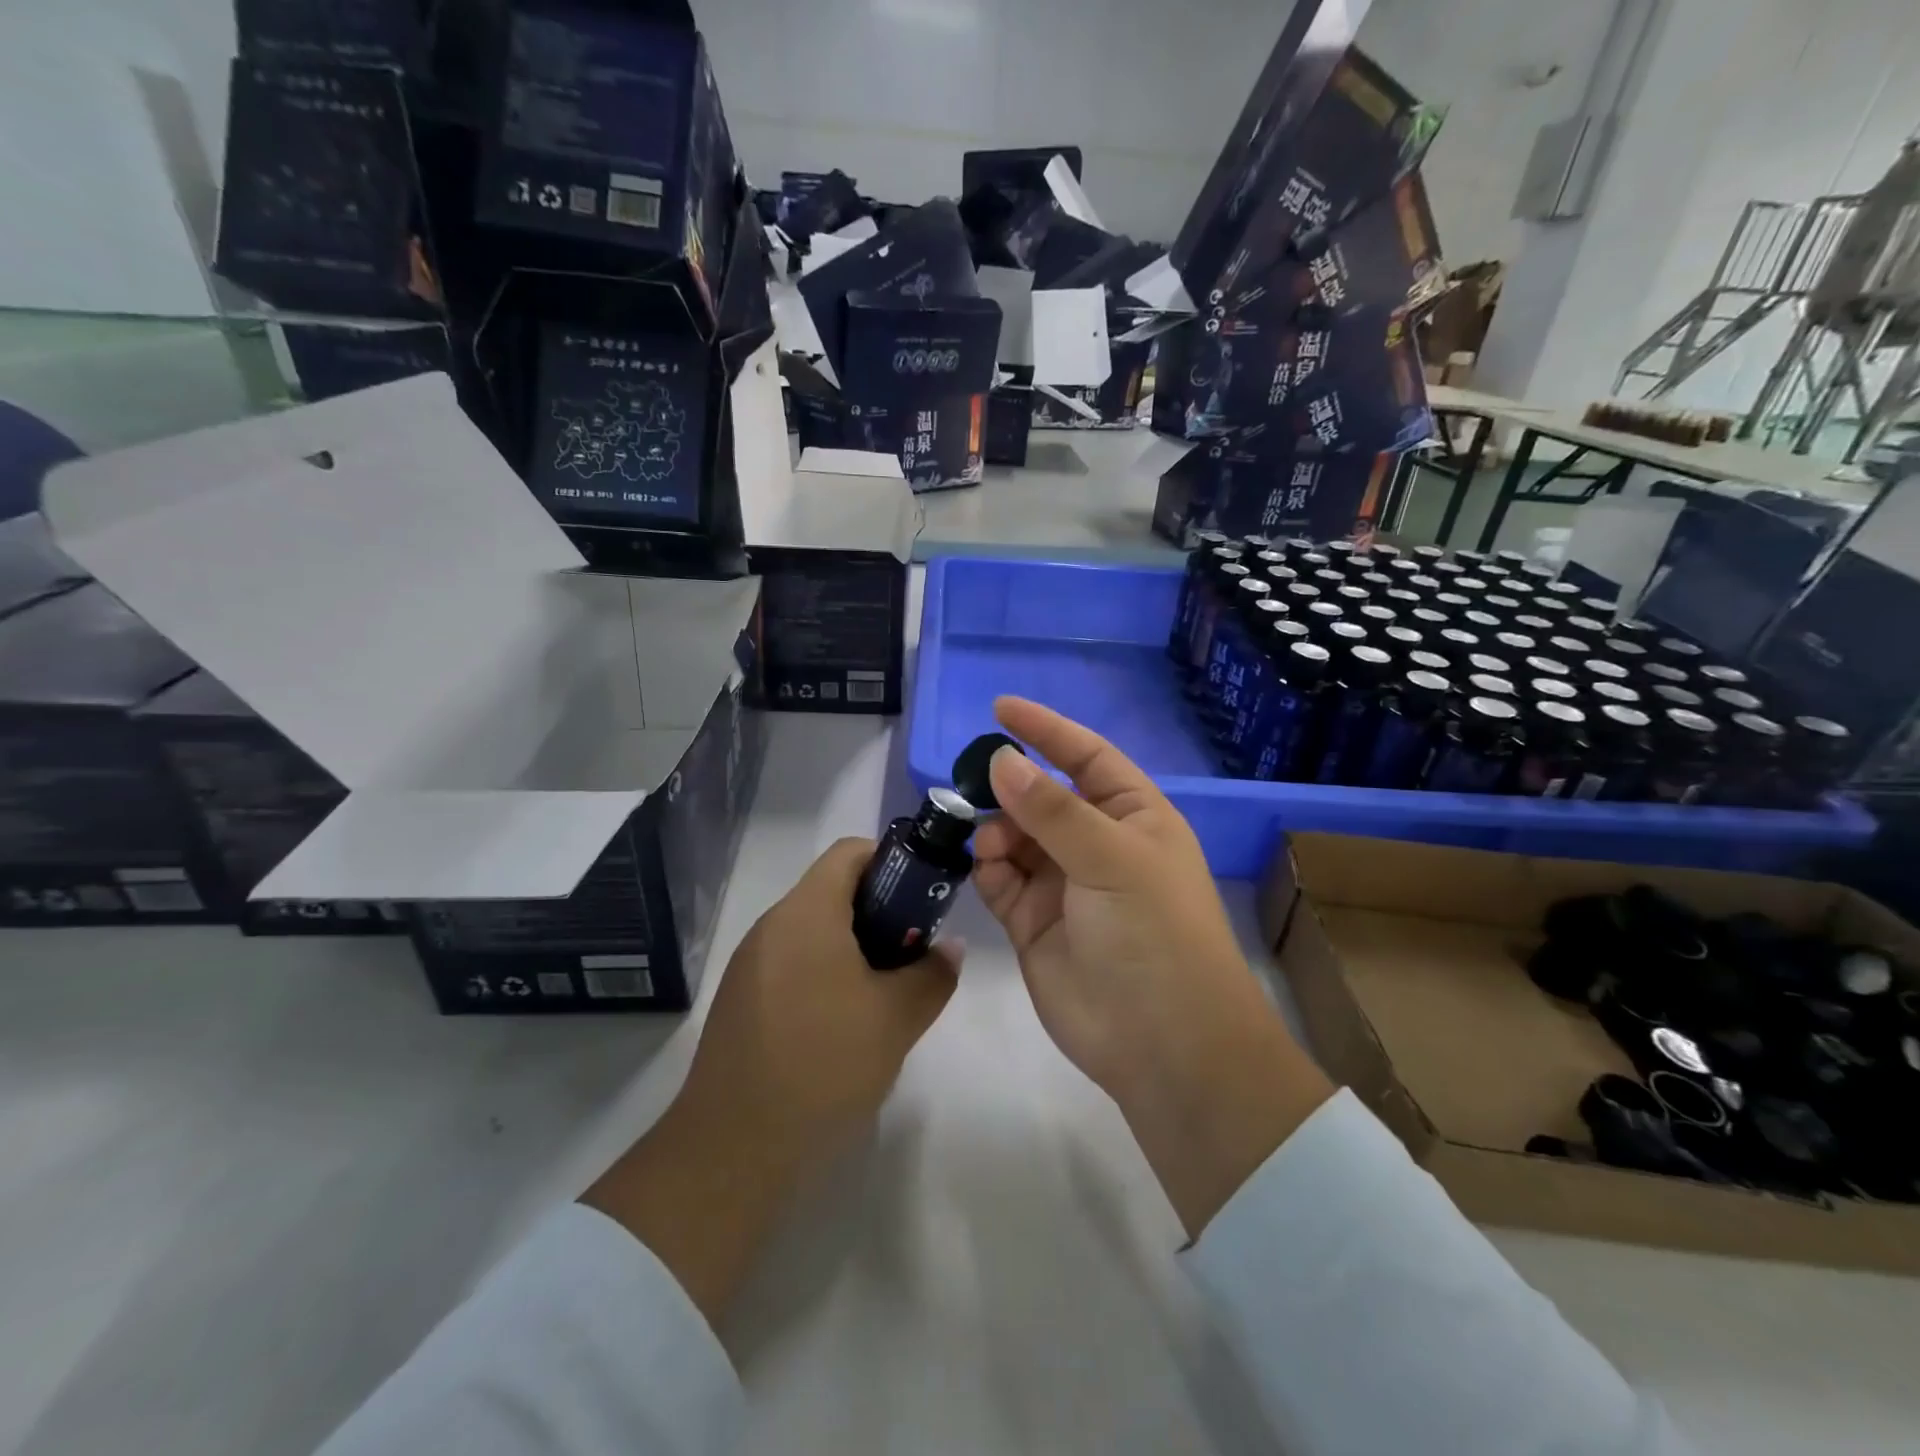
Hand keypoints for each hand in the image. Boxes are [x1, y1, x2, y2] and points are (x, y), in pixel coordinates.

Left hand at [585, 839, 958, 1323]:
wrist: (733, 1147)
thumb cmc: (823, 1063)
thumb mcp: (897, 1018)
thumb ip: (934, 973)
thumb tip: (949, 948)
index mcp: (807, 912)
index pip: (851, 852)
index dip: (893, 862)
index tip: (923, 899)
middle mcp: (773, 925)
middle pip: (833, 891)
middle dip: (881, 911)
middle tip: (914, 952)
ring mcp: (751, 964)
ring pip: (815, 931)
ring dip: (856, 947)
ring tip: (886, 993)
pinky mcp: (742, 1001)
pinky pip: (793, 964)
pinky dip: (827, 974)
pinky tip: (845, 1025)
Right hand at [974, 697, 1331, 1236]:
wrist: (1163, 1046)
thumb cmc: (1154, 934)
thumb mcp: (1111, 859)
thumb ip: (1053, 810)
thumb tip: (1002, 761)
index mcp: (1134, 817)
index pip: (1086, 756)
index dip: (1047, 730)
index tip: (1000, 709)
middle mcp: (1097, 845)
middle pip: (1043, 797)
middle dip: (1011, 787)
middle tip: (972, 782)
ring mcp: (1063, 885)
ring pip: (1014, 837)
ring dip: (997, 830)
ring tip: (991, 843)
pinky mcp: (1033, 923)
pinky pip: (1000, 879)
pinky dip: (988, 868)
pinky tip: (986, 866)